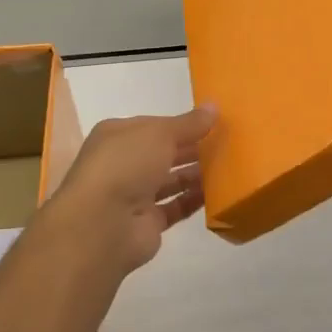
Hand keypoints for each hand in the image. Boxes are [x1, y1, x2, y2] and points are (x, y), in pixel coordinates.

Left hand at [43, 105, 217, 276]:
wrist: (102, 224)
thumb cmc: (125, 164)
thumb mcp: (159, 133)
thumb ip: (189, 123)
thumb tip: (214, 106)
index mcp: (118, 136)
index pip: (155, 126)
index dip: (183, 124)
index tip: (215, 123)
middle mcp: (123, 163)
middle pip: (164, 153)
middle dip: (193, 149)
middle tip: (229, 145)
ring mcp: (134, 195)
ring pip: (171, 180)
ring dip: (196, 174)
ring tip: (230, 167)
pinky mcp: (147, 222)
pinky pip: (176, 207)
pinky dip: (195, 200)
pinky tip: (219, 192)